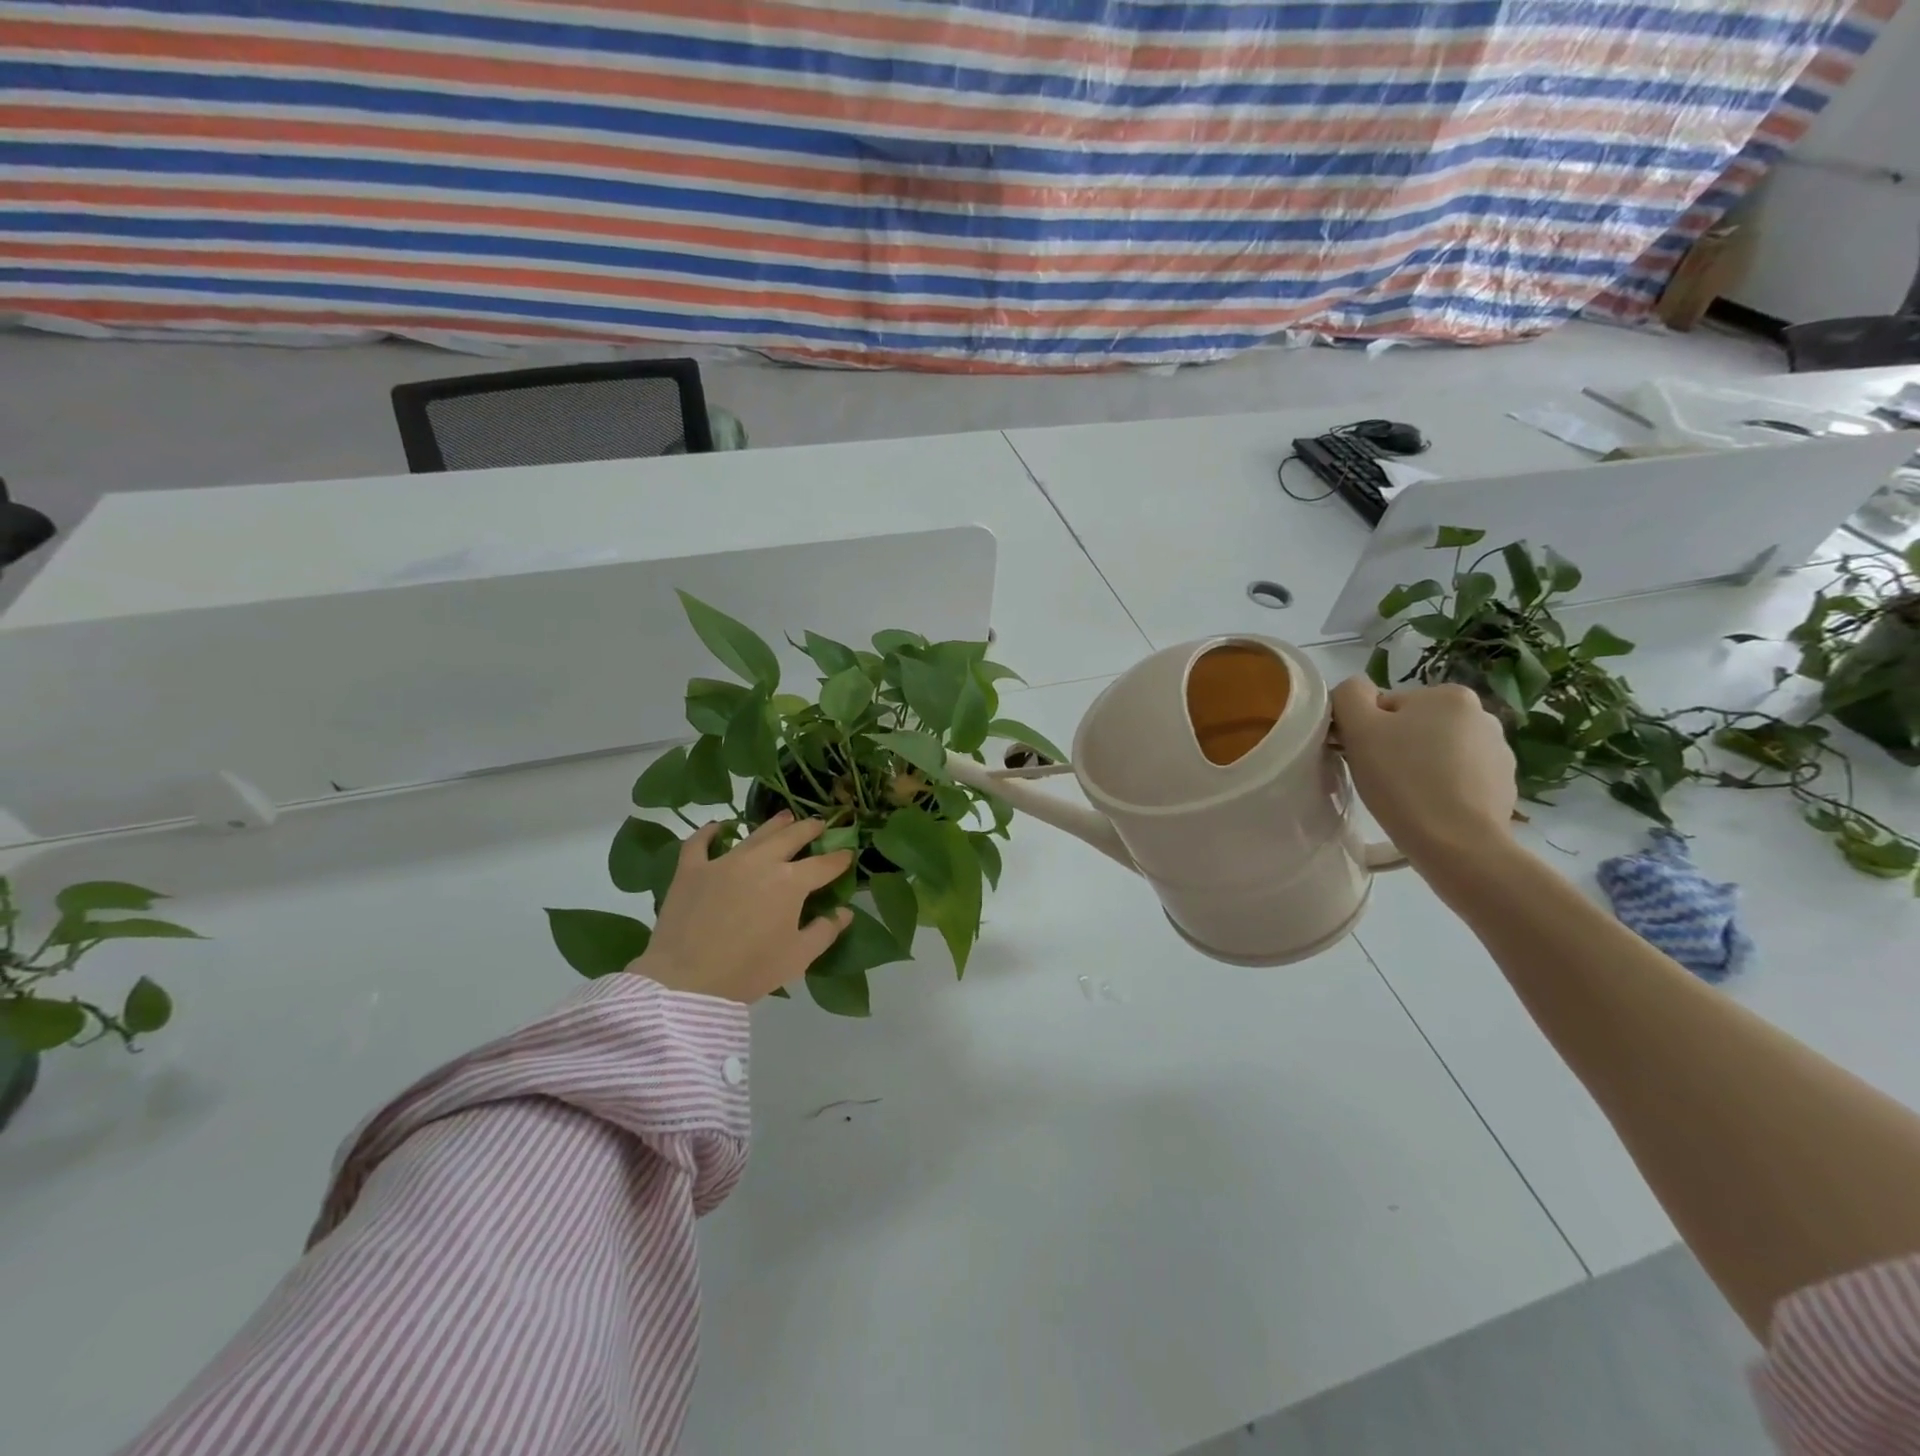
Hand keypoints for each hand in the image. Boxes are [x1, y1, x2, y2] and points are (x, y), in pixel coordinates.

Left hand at [632, 812, 854, 1003]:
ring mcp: (724, 862)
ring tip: (785, 817)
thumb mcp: (797, 957)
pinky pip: (700, 842)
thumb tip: (845, 911)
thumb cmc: (750, 971)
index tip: (849, 854)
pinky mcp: (692, 869)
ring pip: (755, 834)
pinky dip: (710, 832)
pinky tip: (718, 826)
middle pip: (792, 837)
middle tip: (819, 825)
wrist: (687, 982)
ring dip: (774, 824)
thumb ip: (825, 931)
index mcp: (790, 882)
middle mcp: (761, 862)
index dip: (839, 859)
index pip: (823, 865)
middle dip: (810, 829)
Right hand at [1331, 678, 1516, 864]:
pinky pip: (1460, 777)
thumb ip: (1349, 696)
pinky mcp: (1504, 784)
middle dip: (1396, 747)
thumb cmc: (1402, 780)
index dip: (1367, 731)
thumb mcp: (1359, 728)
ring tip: (1407, 797)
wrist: (1457, 843)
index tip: (1363, 758)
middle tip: (1382, 779)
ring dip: (1420, 767)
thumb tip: (1355, 690)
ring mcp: (1499, 751)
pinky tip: (1431, 808)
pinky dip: (1443, 787)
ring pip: (1438, 752)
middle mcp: (1482, 714)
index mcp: (1449, 695)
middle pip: (1415, 726)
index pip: (1387, 706)